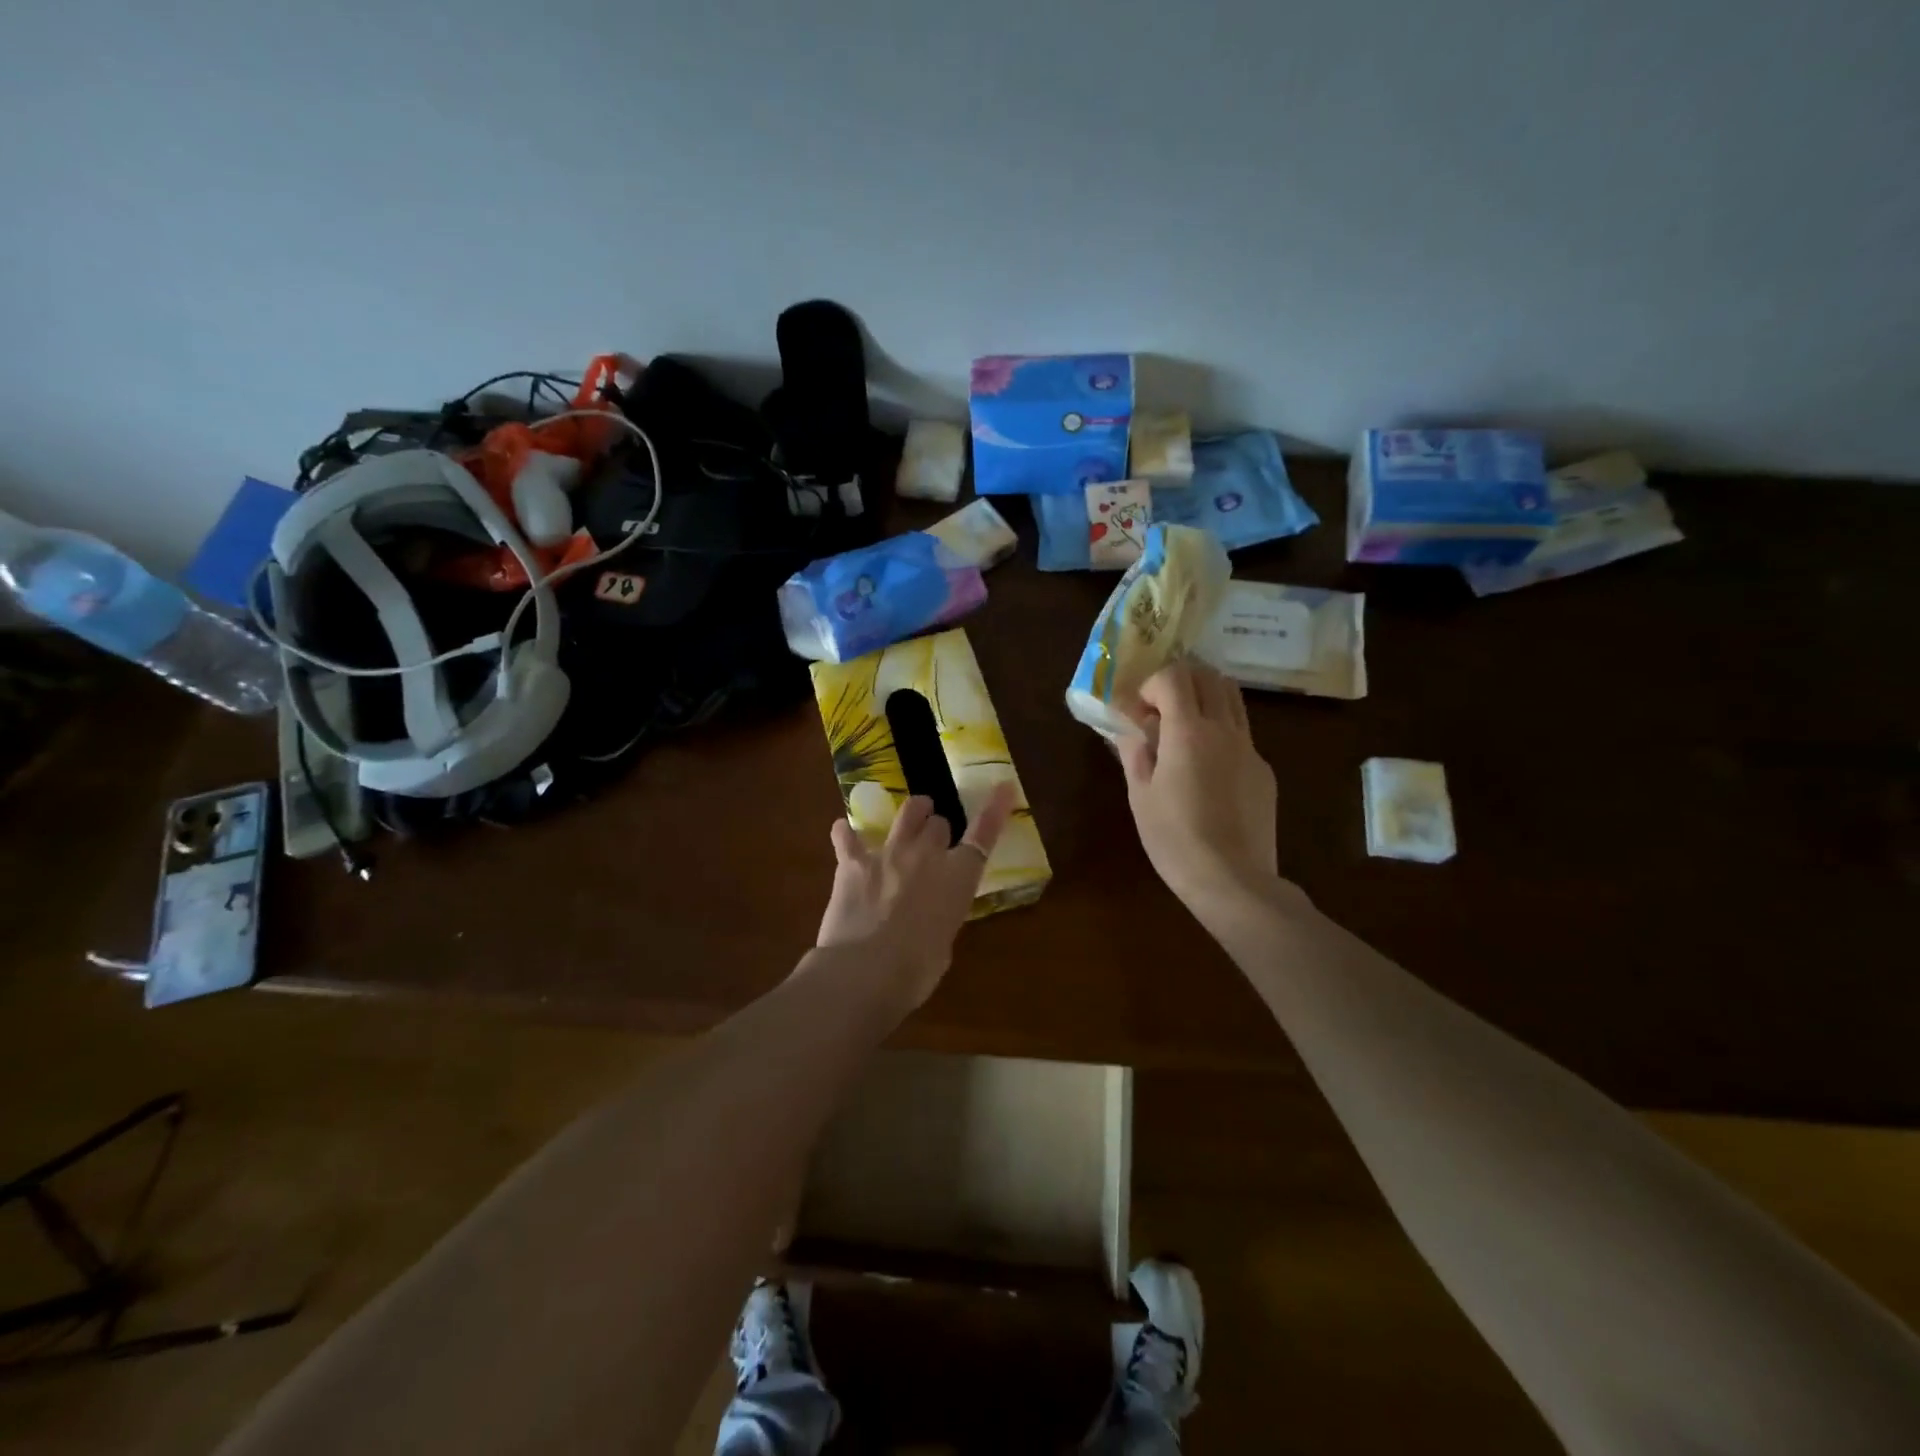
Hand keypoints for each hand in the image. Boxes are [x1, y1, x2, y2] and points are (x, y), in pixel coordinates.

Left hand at [816, 785, 1016, 1006]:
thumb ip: (941, 917)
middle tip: (934, 842)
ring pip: (906, 813)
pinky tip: (843, 833)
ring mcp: (888, 852)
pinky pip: (847, 835)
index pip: (984, 834)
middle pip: (939, 822)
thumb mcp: (943, 943)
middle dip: (938, 830)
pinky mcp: (852, 860)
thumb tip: (929, 915)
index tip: (1003, 787)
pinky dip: (846, 833)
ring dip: (911, 814)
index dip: (995, 809)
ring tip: (910, 817)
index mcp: (958, 877)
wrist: (865, 971)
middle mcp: (926, 855)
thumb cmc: (916, 971)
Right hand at [1118, 660, 1279, 913]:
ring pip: (1233, 699)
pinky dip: (1221, 732)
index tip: (1139, 712)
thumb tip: (1130, 727)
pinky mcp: (1264, 771)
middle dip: (1181, 681)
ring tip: (1185, 730)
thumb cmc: (1174, 838)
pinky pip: (1242, 734)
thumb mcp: (1140, 795)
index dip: (1151, 685)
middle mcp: (1225, 730)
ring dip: (1206, 699)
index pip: (1174, 676)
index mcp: (1189, 732)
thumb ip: (1135, 751)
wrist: (1232, 880)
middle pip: (1210, 677)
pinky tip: (1207, 771)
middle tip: (1161, 710)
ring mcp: (1251, 749)